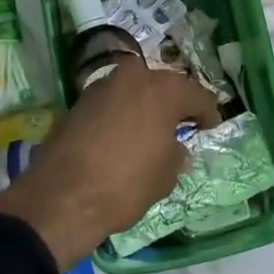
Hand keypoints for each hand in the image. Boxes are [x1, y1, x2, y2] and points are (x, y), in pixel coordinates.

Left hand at [0, 61, 219, 267]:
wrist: (62, 197)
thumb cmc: (125, 184)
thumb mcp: (166, 175)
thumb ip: (176, 153)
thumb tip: (174, 147)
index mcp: (163, 89)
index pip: (197, 95)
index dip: (208, 113)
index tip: (211, 127)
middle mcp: (133, 77)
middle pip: (164, 85)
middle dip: (175, 103)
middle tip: (182, 123)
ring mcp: (102, 85)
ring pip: (134, 89)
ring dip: (145, 104)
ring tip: (151, 129)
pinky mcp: (78, 101)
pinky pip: (112, 101)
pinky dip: (122, 112)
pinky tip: (124, 134)